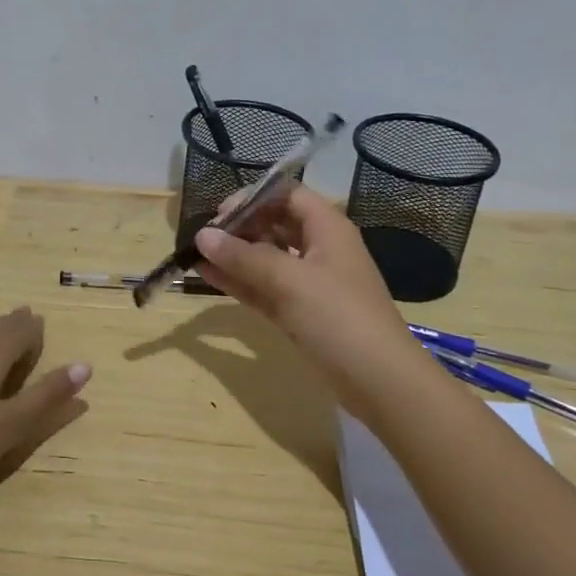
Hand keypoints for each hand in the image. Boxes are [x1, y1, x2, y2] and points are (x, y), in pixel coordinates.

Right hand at [194, 185, 417, 406]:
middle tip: (205, 239)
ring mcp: (310, 283)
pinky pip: (265, 287)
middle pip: (275, 224)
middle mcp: (319, 248)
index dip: (254, 197)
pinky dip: (240, 281)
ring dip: (234, 256)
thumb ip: (243, 256)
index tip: (220, 214)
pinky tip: (209, 277)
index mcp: (327, 228)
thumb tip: (202, 235)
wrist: (379, 380)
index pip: (287, 195)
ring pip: (267, 258)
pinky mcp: (300, 312)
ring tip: (196, 256)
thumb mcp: (288, 280)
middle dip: (239, 227)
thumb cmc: (337, 316)